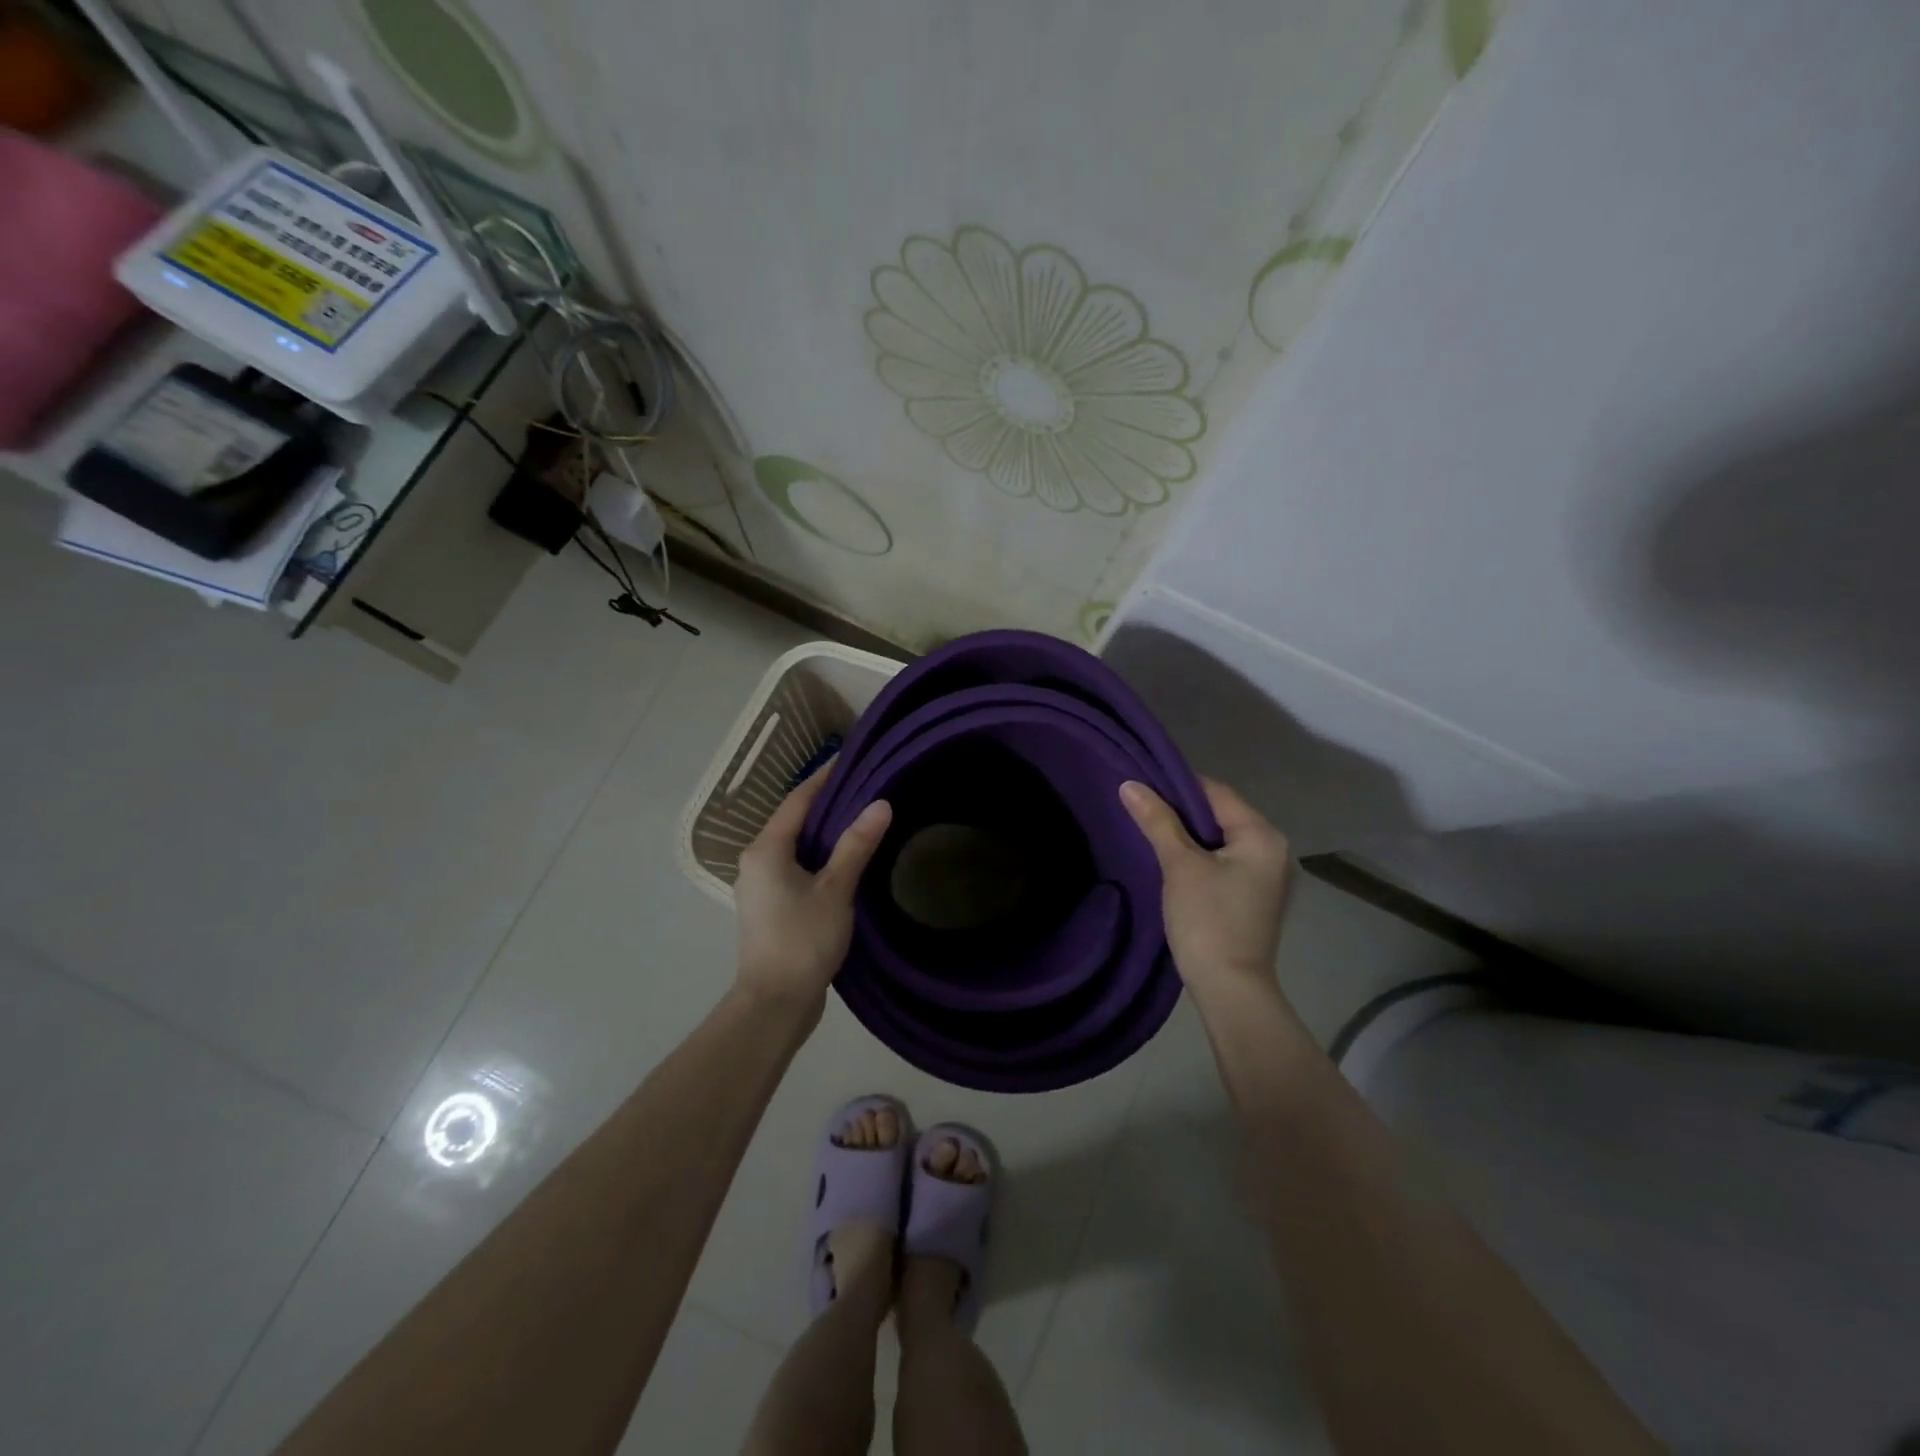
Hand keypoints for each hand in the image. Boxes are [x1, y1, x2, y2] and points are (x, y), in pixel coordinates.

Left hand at [733, 764, 891, 1011]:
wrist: (774, 1004)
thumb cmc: (802, 940)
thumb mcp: (835, 889)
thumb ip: (856, 845)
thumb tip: (880, 803)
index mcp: (765, 850)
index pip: (797, 800)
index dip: (823, 778)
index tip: (850, 760)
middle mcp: (756, 862)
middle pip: (794, 821)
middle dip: (827, 804)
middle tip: (865, 787)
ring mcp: (760, 887)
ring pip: (795, 847)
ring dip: (824, 833)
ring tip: (861, 819)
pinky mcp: (771, 908)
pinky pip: (796, 868)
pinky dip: (819, 858)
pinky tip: (845, 862)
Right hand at [1120, 777, 1292, 999]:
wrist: (1230, 989)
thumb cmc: (1208, 921)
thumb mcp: (1179, 866)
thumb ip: (1157, 821)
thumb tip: (1129, 784)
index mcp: (1262, 835)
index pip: (1216, 792)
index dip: (1176, 785)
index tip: (1141, 786)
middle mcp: (1272, 848)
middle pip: (1220, 814)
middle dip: (1180, 810)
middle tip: (1140, 808)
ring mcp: (1266, 874)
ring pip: (1220, 838)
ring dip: (1187, 834)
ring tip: (1149, 830)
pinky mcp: (1254, 895)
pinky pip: (1224, 860)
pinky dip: (1199, 855)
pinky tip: (1171, 860)